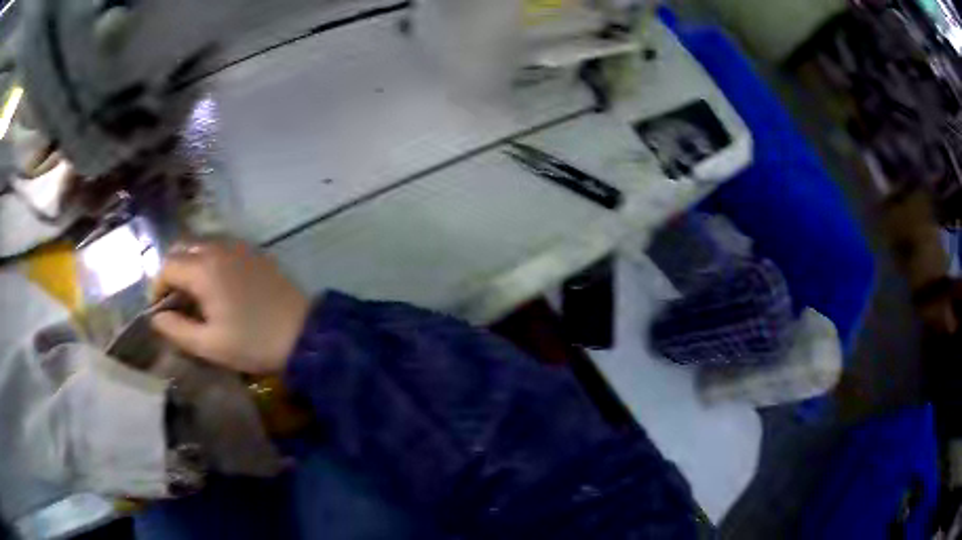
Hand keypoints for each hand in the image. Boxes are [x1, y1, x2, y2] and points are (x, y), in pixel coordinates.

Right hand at [150, 239, 309, 374]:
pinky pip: (220, 247)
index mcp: (204, 269)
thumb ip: (177, 330)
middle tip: (176, 303)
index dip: (157, 288)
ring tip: (194, 298)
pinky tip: (216, 287)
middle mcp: (218, 247)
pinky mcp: (253, 251)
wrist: (304, 333)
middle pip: (181, 249)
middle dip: (172, 273)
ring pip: (200, 245)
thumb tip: (156, 317)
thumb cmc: (254, 343)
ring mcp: (238, 245)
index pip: (167, 266)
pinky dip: (208, 261)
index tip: (160, 311)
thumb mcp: (210, 345)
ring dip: (189, 266)